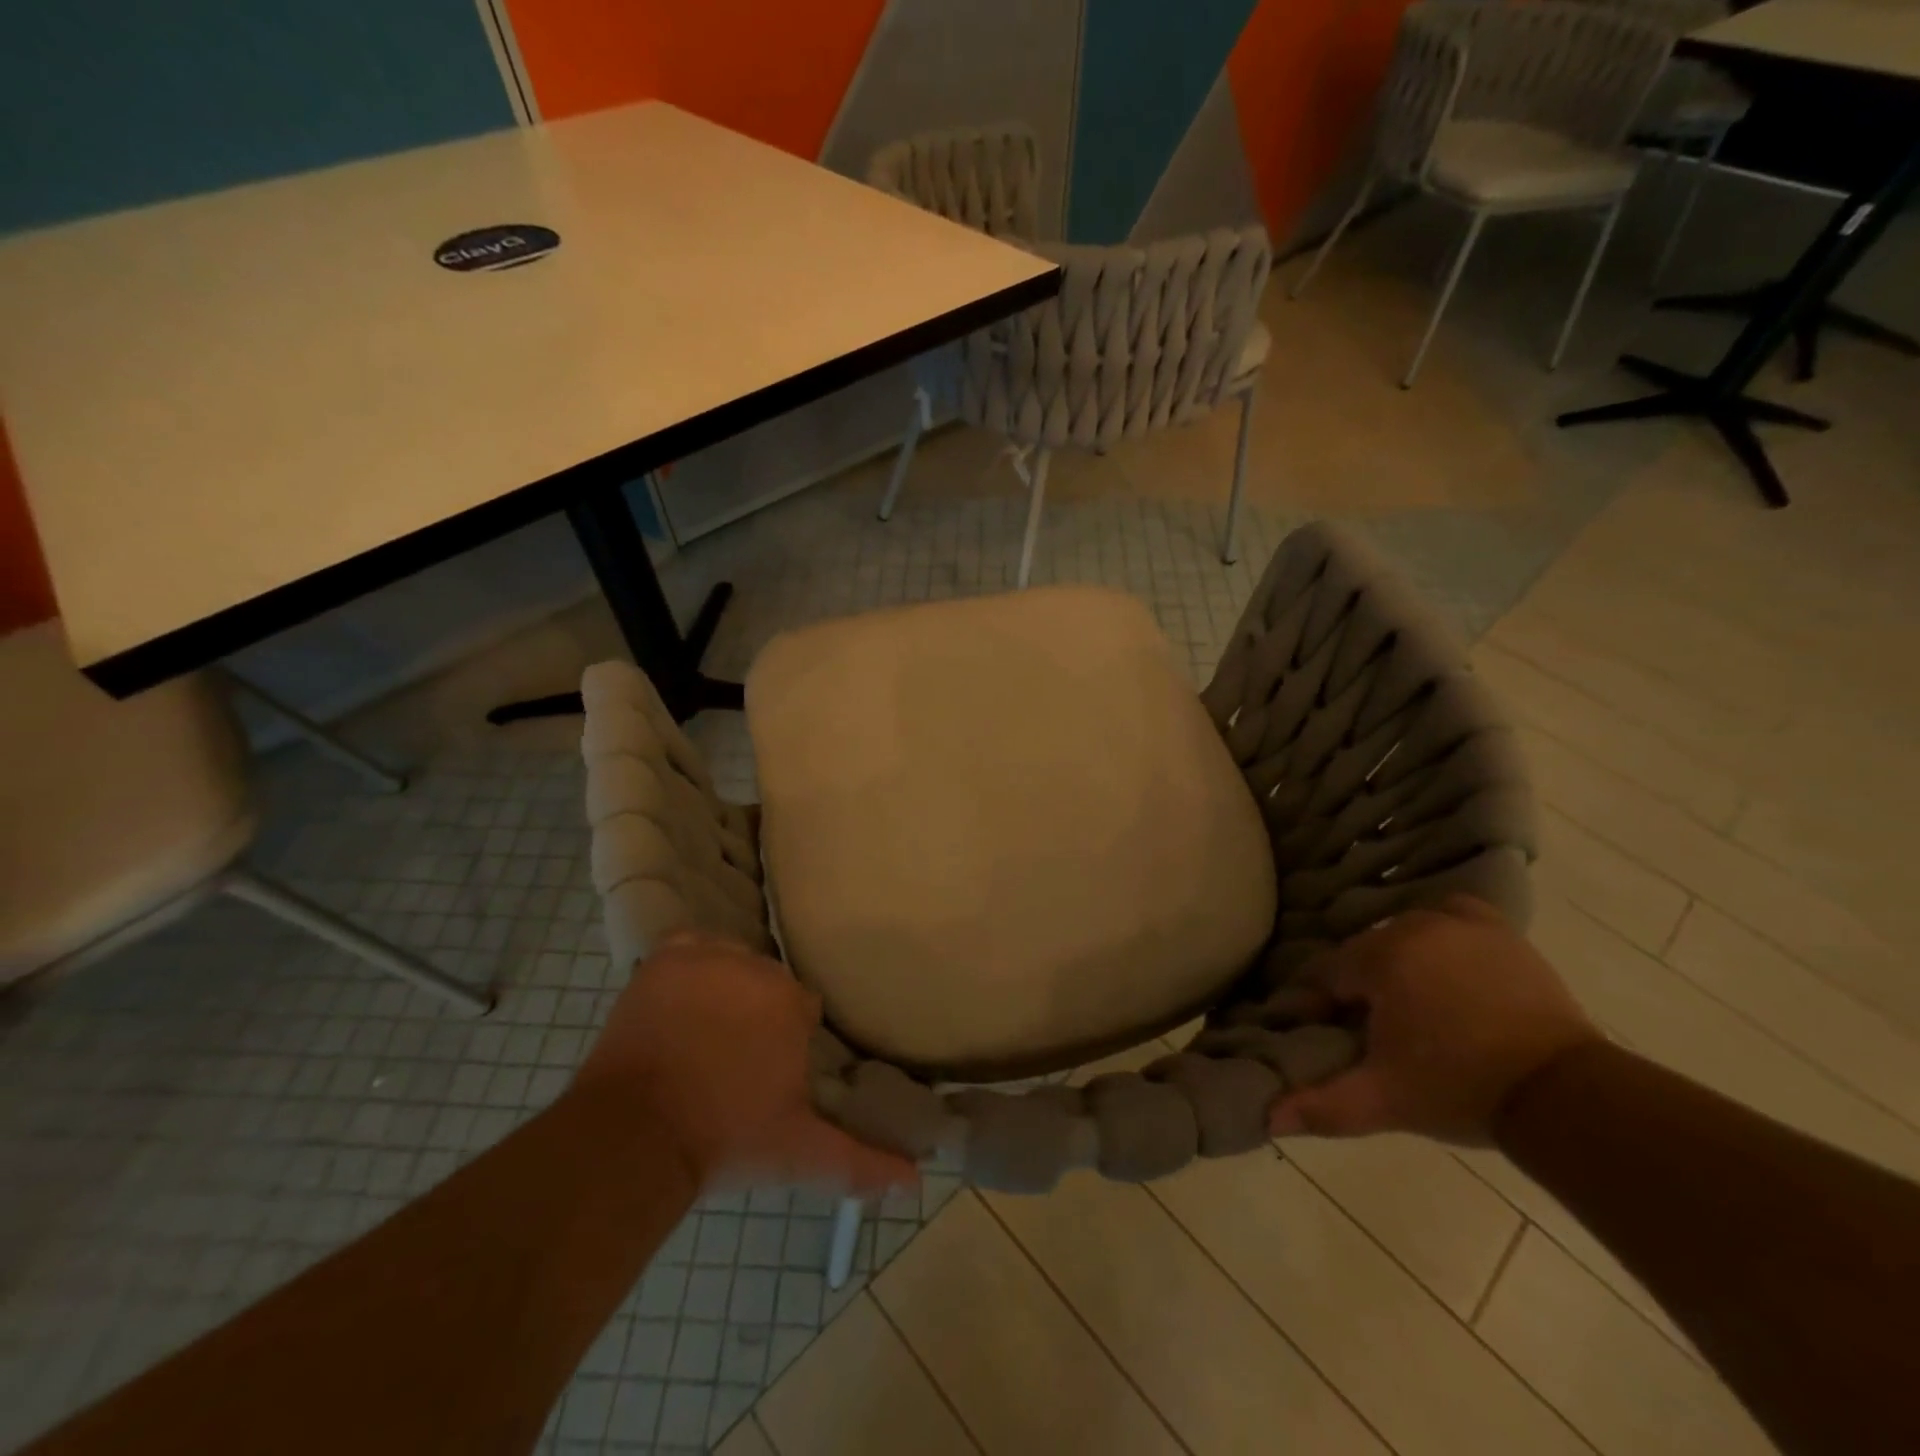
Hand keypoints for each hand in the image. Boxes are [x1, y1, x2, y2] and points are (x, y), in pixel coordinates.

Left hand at [573, 931, 917, 1192]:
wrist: (634, 1137)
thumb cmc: (725, 1139)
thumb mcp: (799, 1153)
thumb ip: (861, 1162)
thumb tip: (918, 1181)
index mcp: (791, 1002)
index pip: (801, 1007)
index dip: (786, 1040)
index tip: (768, 1072)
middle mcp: (754, 968)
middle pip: (766, 982)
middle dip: (756, 1014)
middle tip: (733, 1061)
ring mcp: (707, 959)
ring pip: (731, 963)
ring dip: (725, 989)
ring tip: (703, 1036)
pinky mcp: (665, 958)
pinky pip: (690, 948)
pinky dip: (690, 966)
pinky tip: (682, 999)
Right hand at [1268, 896, 1601, 1145]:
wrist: (1565, 1094)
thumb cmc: (1461, 1089)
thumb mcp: (1384, 1100)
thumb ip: (1322, 1104)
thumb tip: (1267, 1117)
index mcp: (1380, 958)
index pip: (1325, 974)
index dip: (1319, 1006)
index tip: (1327, 1036)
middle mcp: (1413, 926)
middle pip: (1363, 954)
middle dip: (1360, 988)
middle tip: (1373, 1032)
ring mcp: (1460, 924)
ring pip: (1403, 935)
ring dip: (1397, 964)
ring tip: (1412, 1007)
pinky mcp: (1499, 932)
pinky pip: (1451, 915)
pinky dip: (1440, 933)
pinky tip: (1445, 962)